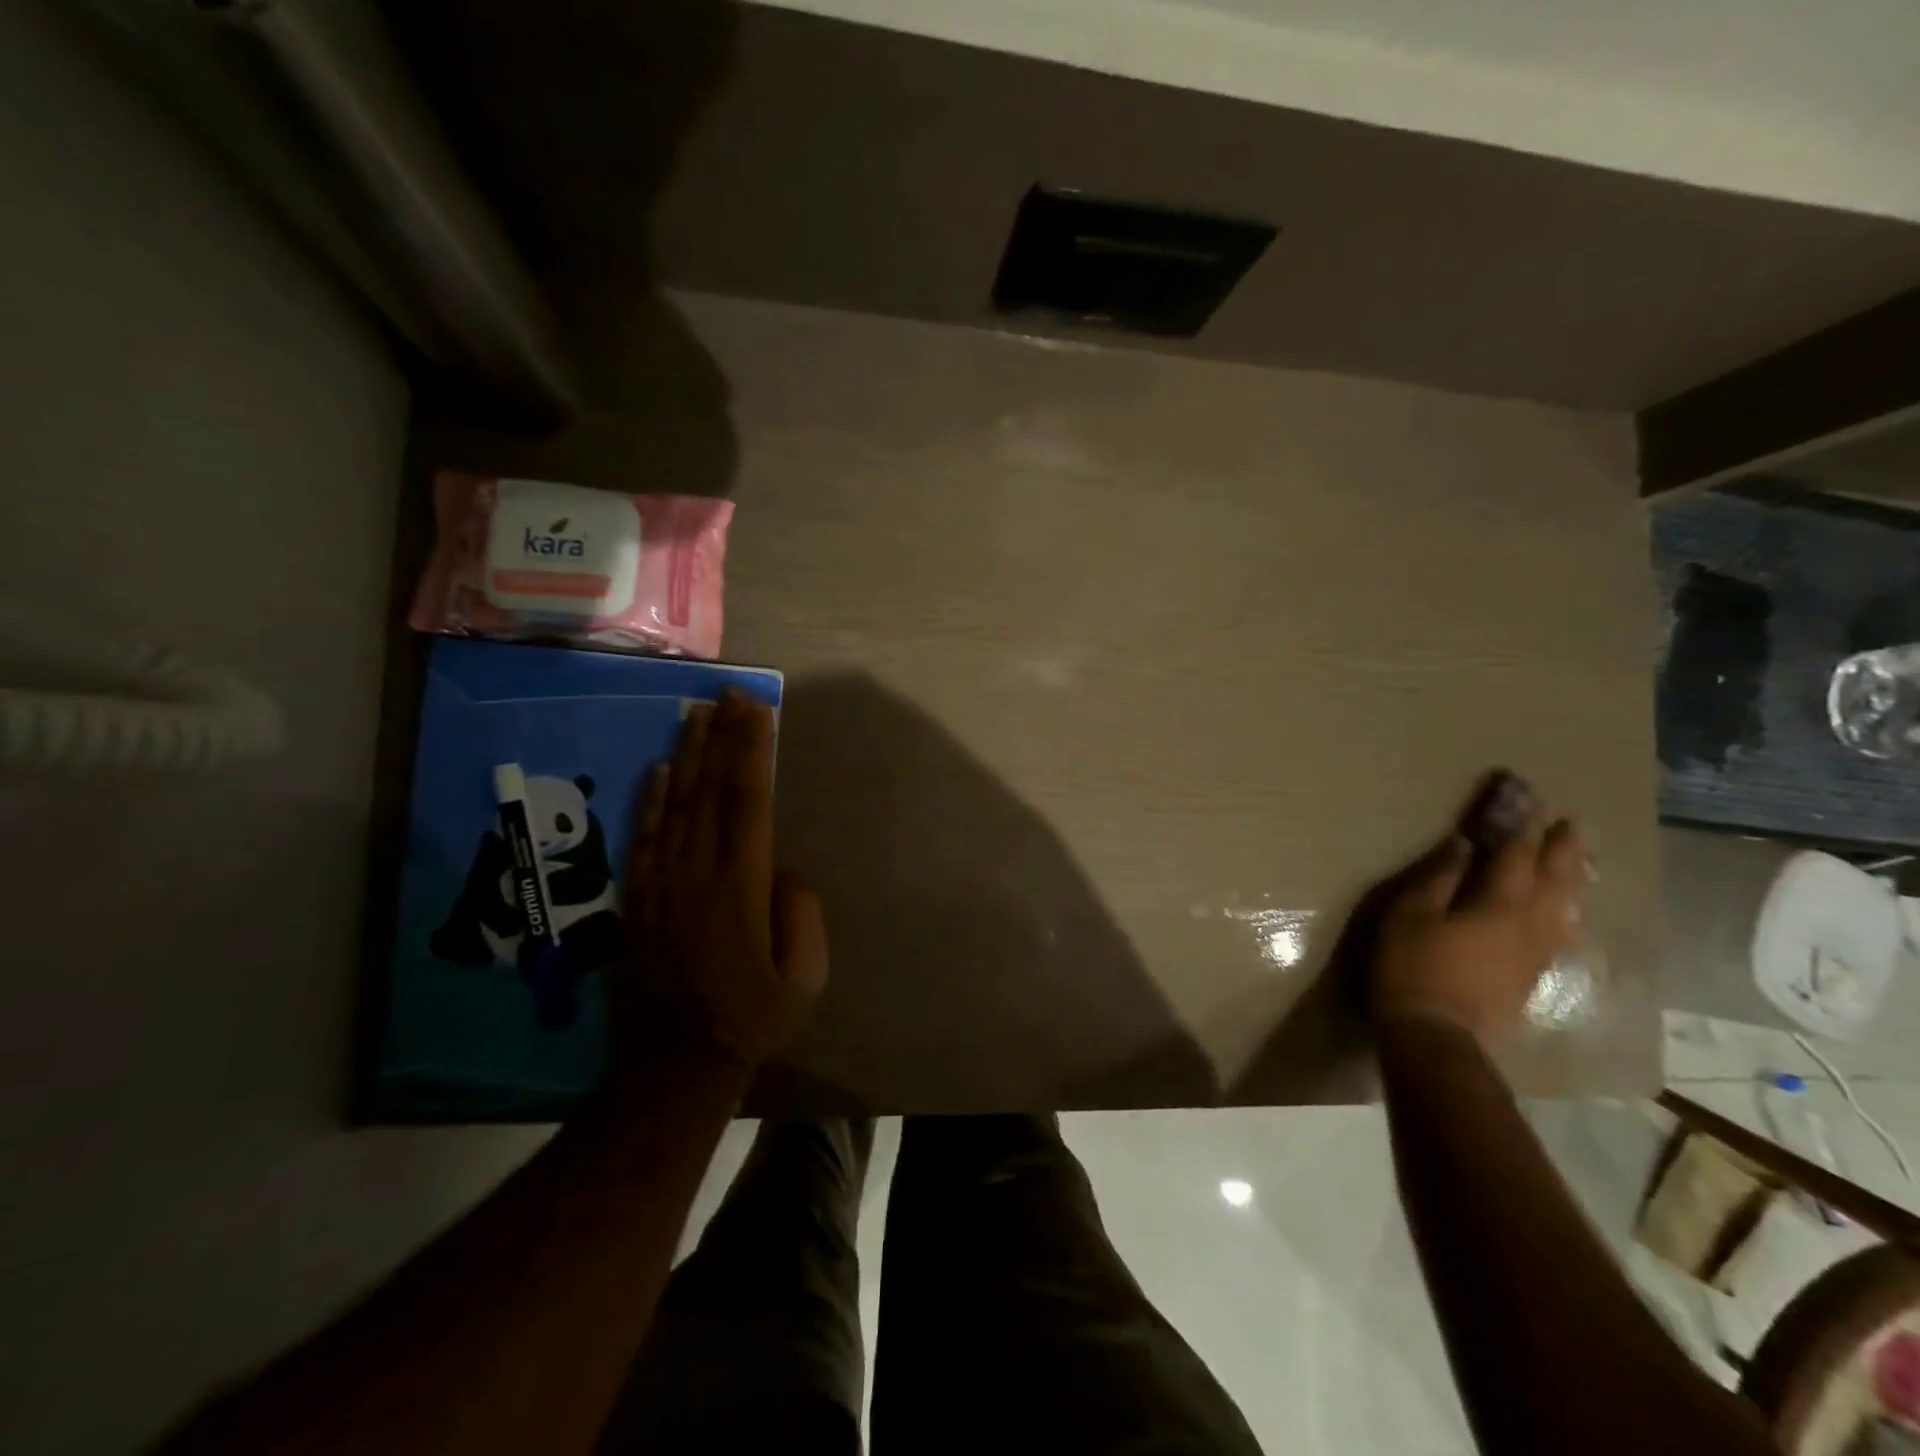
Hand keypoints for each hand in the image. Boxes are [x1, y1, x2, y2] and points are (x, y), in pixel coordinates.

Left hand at [619, 690, 827, 1069]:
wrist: (676, 1062)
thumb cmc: (753, 1016)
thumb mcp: (805, 974)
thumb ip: (801, 910)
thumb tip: (782, 867)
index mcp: (743, 885)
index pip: (750, 800)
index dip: (753, 751)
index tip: (757, 710)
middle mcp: (700, 871)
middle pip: (712, 790)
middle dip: (723, 736)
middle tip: (729, 693)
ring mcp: (664, 882)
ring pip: (677, 804)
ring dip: (689, 754)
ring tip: (697, 712)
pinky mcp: (640, 898)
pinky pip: (645, 838)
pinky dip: (652, 799)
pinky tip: (660, 768)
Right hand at [1369, 778, 1586, 1051]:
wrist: (1437, 1038)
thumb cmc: (1413, 969)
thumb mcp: (1410, 915)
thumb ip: (1438, 878)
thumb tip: (1463, 845)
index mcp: (1498, 905)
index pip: (1516, 855)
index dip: (1522, 825)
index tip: (1530, 797)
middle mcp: (1529, 925)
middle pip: (1554, 879)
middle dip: (1561, 848)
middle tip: (1571, 822)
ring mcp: (1536, 953)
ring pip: (1565, 906)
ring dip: (1572, 877)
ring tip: (1579, 858)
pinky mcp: (1532, 975)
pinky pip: (1560, 930)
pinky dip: (1566, 909)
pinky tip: (1565, 910)